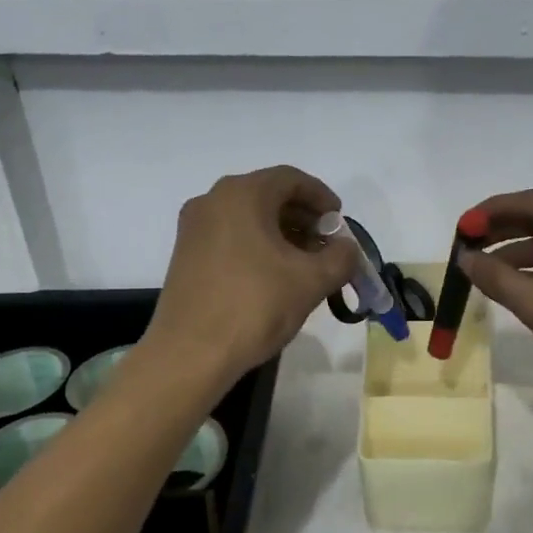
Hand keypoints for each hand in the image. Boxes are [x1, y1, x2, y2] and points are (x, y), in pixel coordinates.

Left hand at [144, 166, 358, 389]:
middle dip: (303, 217)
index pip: (291, 179)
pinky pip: (230, 235)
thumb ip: (340, 257)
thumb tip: (347, 248)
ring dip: (281, 232)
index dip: (322, 197)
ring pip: (248, 216)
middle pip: (268, 195)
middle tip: (327, 245)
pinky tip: (274, 275)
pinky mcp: (185, 254)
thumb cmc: (254, 306)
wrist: (190, 354)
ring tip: (305, 263)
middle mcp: (213, 200)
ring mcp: (194, 227)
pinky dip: (257, 244)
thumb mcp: (311, 281)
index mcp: (242, 194)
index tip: (340, 222)